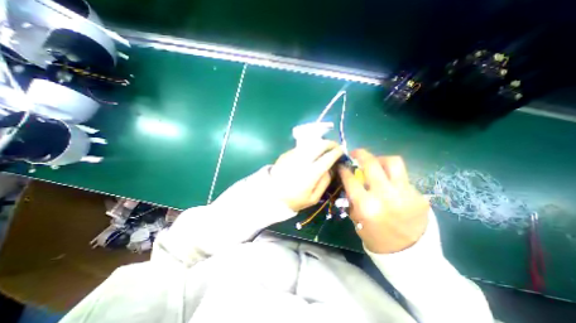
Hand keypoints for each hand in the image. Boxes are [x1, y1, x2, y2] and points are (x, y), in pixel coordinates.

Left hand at [270, 138, 339, 210]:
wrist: (272, 196)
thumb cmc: (294, 200)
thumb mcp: (314, 198)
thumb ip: (325, 182)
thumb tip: (330, 168)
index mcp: (310, 174)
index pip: (327, 158)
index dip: (336, 152)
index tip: (341, 150)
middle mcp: (302, 161)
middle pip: (319, 145)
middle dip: (330, 143)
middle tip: (334, 145)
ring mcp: (292, 156)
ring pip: (310, 143)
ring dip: (320, 143)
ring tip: (325, 147)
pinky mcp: (286, 154)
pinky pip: (301, 147)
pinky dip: (309, 147)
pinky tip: (311, 152)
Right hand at [338, 150, 429, 254]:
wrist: (410, 255)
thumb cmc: (376, 238)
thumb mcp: (357, 219)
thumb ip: (353, 198)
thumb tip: (351, 180)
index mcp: (366, 206)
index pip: (351, 179)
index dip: (344, 169)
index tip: (342, 165)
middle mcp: (385, 196)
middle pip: (372, 164)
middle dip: (360, 154)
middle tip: (356, 153)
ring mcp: (405, 194)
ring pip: (393, 162)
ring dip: (381, 159)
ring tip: (376, 163)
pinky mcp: (419, 195)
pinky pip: (403, 177)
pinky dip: (393, 176)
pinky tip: (390, 184)